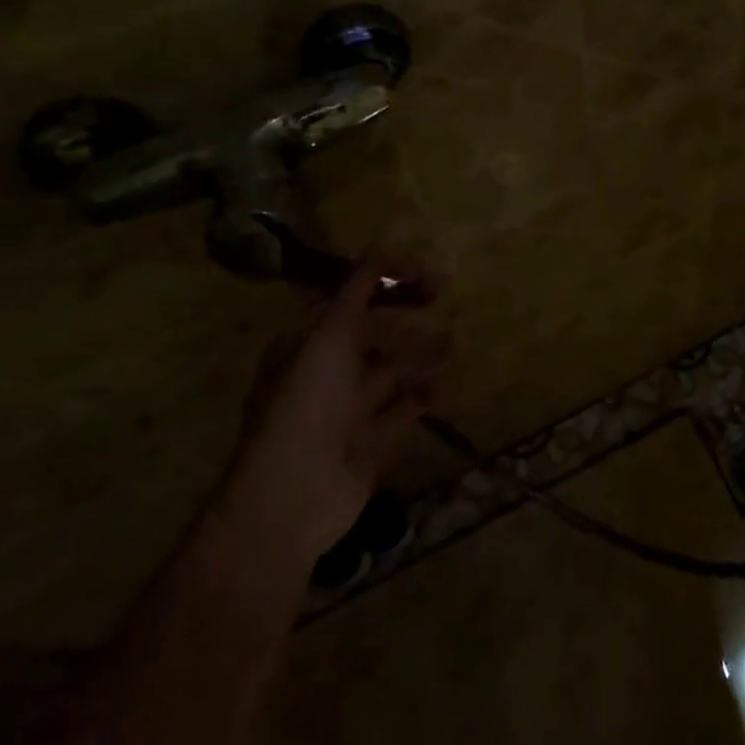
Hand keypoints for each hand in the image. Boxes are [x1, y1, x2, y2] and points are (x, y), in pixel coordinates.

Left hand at [221, 254, 451, 561]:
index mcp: (307, 342)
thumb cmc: (307, 406)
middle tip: (442, 295)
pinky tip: (441, 388)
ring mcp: (348, 409)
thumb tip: (382, 246)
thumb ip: (357, 291)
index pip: (350, 297)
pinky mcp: (370, 442)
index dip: (387, 278)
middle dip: (407, 313)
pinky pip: (403, 409)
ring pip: (392, 369)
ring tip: (452, 345)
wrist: (292, 498)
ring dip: (422, 353)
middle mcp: (326, 372)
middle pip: (374, 330)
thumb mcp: (328, 337)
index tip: (426, 272)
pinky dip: (424, 395)